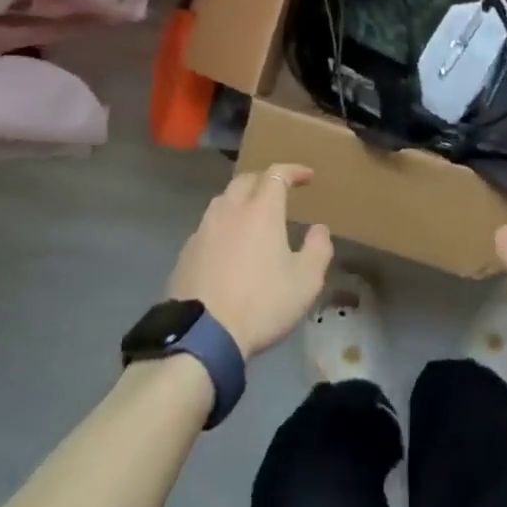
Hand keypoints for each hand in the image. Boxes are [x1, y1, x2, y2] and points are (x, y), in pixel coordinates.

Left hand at [167, 165, 332, 358]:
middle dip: (265, 180)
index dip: (294, 171)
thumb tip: (319, 229)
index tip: (307, 176)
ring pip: (224, 200)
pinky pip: (209, 225)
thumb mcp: (306, 282)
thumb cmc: (261, 304)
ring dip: (241, 200)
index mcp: (261, 210)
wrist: (202, 336)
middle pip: (246, 180)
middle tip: (280, 192)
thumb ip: (318, 249)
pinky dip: (224, 225)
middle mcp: (230, 210)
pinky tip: (229, 245)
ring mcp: (204, 230)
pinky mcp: (186, 252)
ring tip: (253, 216)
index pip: (277, 174)